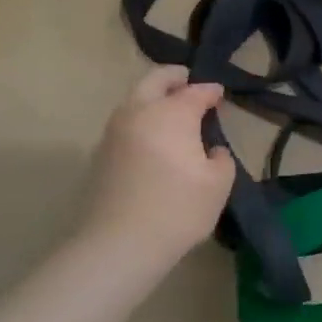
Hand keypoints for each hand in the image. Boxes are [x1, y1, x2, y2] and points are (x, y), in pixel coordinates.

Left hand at [80, 67, 234, 265]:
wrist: (119, 244)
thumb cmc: (178, 209)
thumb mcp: (218, 184)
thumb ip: (221, 159)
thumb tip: (211, 150)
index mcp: (171, 113)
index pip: (195, 92)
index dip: (210, 91)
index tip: (220, 94)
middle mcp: (139, 112)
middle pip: (154, 81)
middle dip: (173, 78)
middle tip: (187, 81)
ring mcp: (114, 132)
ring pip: (134, 101)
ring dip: (153, 98)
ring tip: (171, 110)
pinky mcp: (100, 154)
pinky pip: (125, 124)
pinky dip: (141, 120)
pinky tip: (153, 138)